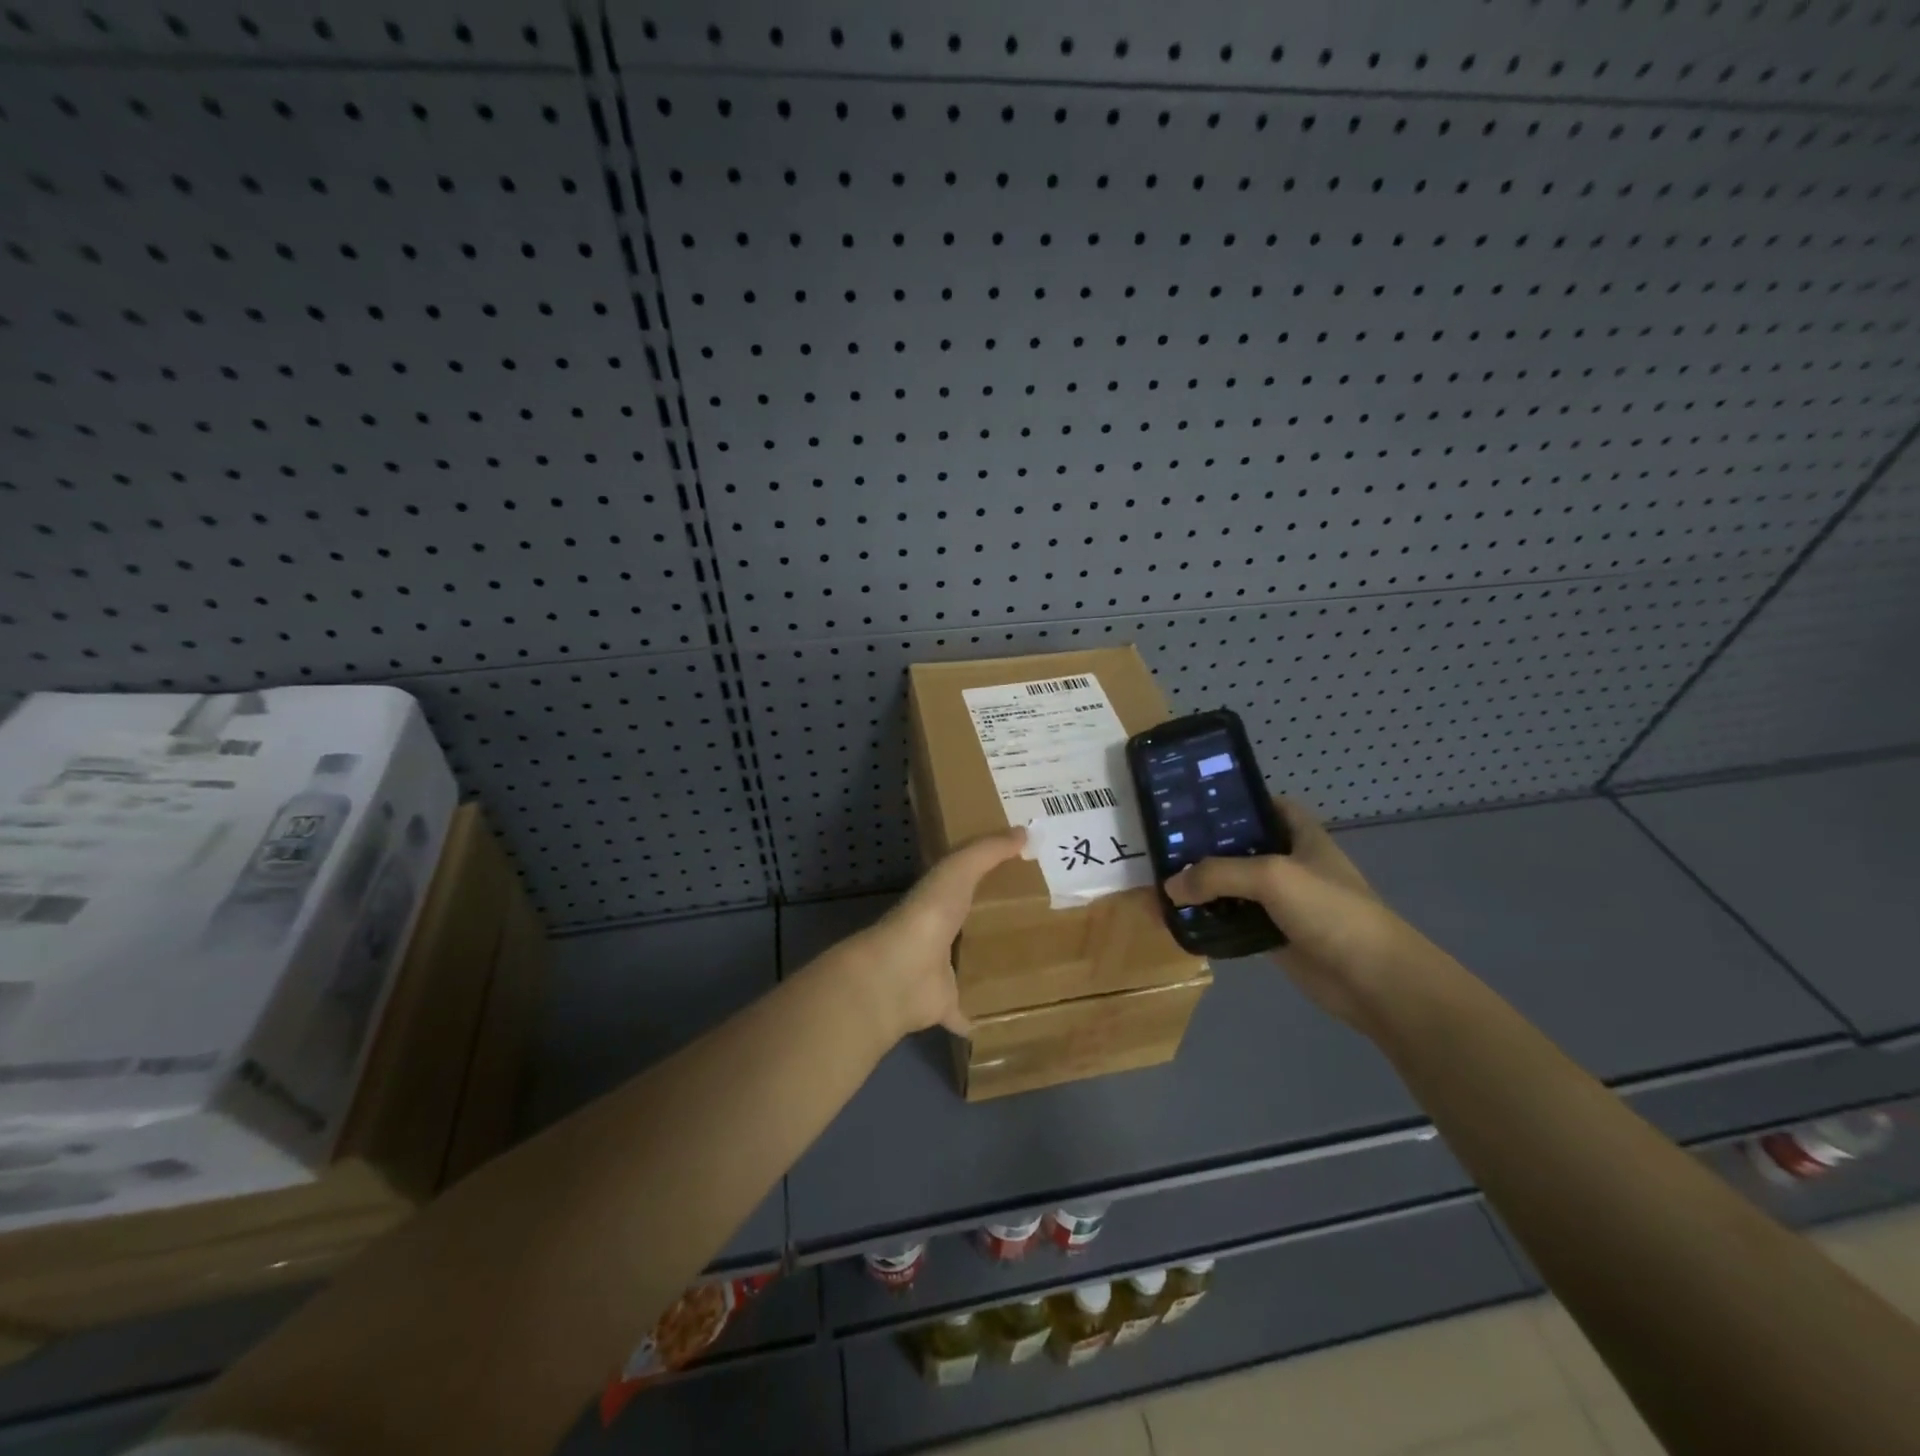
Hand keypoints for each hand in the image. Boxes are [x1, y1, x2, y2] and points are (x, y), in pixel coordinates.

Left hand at [836, 827, 1027, 1040]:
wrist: (901, 973)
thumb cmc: (929, 914)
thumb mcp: (958, 870)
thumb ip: (988, 851)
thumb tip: (1024, 831)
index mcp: (939, 900)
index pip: (963, 883)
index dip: (986, 877)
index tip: (1021, 874)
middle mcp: (937, 934)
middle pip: (967, 926)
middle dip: (991, 924)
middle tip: (1036, 922)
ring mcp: (939, 973)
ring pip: (967, 968)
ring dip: (987, 966)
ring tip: (1030, 966)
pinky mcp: (945, 1006)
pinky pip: (967, 1013)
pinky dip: (980, 1017)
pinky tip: (1004, 1019)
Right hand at [1164, 800, 1449, 1031]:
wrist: (1373, 979)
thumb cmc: (1330, 910)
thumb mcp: (1272, 877)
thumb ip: (1218, 874)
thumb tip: (1170, 887)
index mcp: (1300, 836)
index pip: (1265, 806)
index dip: (1234, 801)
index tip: (1193, 803)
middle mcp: (1290, 863)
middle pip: (1241, 847)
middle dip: (1205, 846)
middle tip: (1163, 845)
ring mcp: (1283, 902)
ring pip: (1234, 887)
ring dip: (1203, 888)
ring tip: (1162, 883)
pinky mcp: (1275, 936)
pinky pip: (1235, 922)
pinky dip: (1211, 921)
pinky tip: (1181, 920)